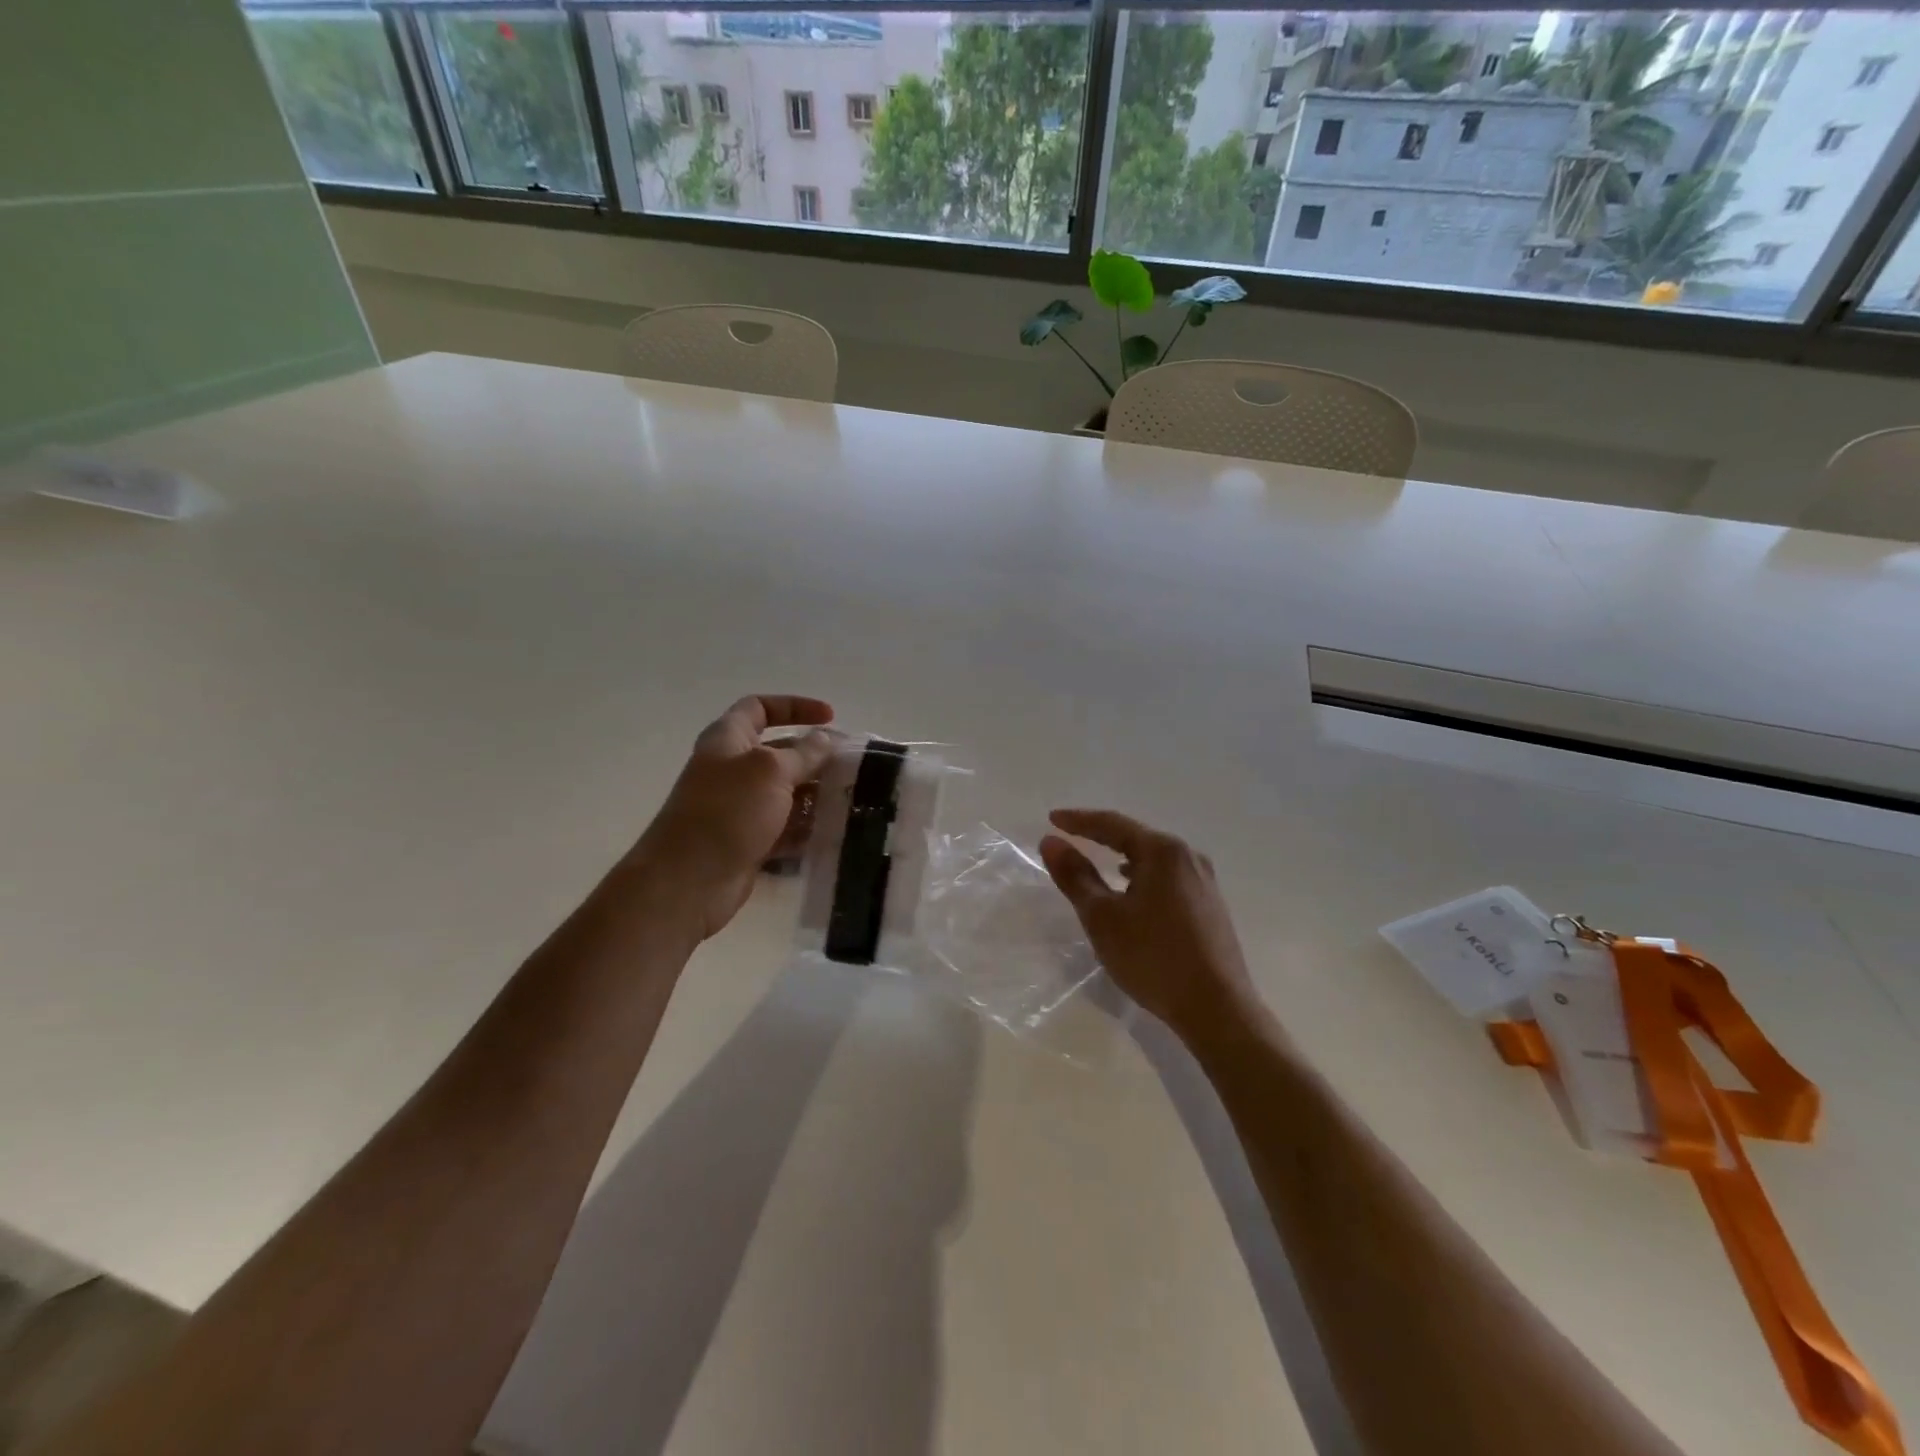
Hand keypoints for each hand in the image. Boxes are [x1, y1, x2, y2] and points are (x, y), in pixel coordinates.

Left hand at [623, 695, 835, 939]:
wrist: (688, 881)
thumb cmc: (727, 812)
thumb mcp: (770, 771)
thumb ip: (803, 753)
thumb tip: (824, 740)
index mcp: (728, 740)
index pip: (760, 708)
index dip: (795, 706)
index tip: (830, 718)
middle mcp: (732, 770)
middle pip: (780, 753)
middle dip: (816, 757)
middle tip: (854, 767)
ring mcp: (740, 808)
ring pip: (787, 793)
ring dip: (816, 795)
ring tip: (852, 800)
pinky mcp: (749, 841)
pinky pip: (785, 828)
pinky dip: (807, 828)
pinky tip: (835, 832)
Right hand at [1039, 808, 1257, 1042]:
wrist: (1217, 1008)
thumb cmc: (1153, 957)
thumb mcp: (1103, 917)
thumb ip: (1075, 876)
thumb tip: (1052, 842)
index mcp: (1163, 851)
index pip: (1112, 824)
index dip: (1078, 821)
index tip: (1051, 819)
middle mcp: (1188, 857)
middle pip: (1136, 837)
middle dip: (1101, 836)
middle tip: (1070, 837)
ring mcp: (1204, 881)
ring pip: (1154, 859)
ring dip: (1123, 857)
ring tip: (1099, 864)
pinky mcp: (1210, 905)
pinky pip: (1168, 877)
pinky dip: (1143, 876)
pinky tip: (1134, 894)